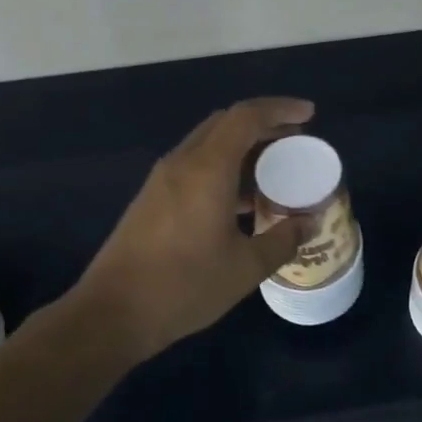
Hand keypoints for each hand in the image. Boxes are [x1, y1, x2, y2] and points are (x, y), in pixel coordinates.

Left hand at [76, 97, 315, 357]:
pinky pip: (194, 165)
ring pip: (208, 144)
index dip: (280, 108)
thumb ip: (283, 240)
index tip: (309, 115)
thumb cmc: (184, 286)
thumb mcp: (245, 268)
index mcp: (207, 168)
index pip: (246, 116)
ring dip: (242, 148)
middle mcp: (182, 162)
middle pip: (226, 123)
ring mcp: (162, 179)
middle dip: (263, 125)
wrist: (112, 313)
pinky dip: (223, 167)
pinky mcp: (152, 198)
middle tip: (295, 142)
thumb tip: (308, 223)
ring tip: (274, 172)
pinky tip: (240, 200)